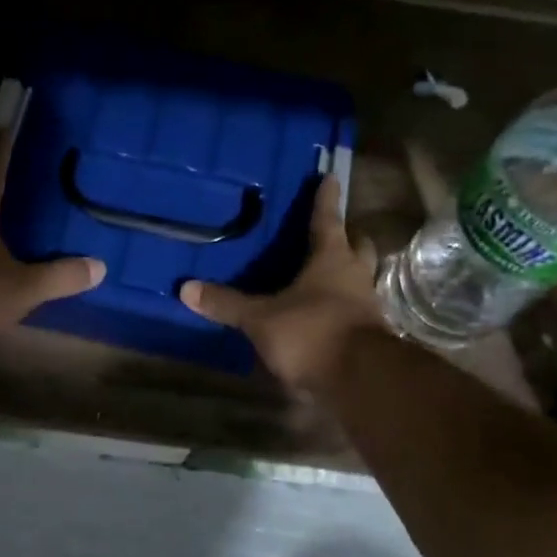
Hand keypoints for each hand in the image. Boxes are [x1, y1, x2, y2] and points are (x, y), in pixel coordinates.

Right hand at [181, 175, 383, 389]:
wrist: (360, 379)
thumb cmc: (311, 333)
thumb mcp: (261, 319)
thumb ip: (227, 304)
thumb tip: (186, 288)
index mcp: (332, 259)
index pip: (328, 219)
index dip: (326, 199)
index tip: (330, 177)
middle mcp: (355, 275)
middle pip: (357, 246)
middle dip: (347, 237)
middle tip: (332, 233)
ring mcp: (367, 305)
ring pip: (360, 278)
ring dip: (348, 273)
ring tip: (326, 275)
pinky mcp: (370, 334)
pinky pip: (356, 309)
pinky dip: (343, 306)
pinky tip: (325, 315)